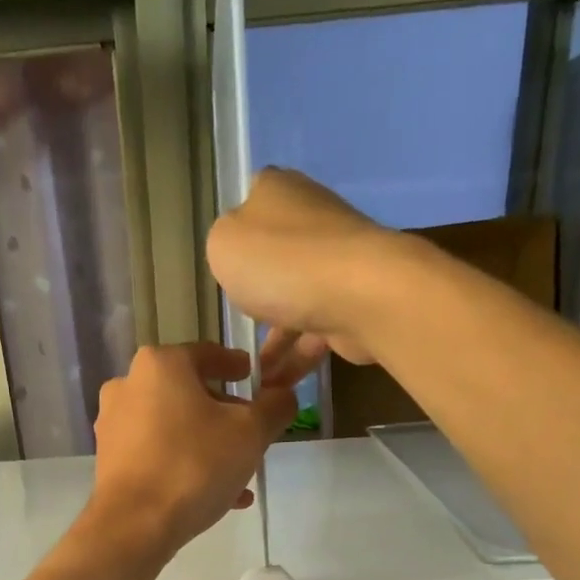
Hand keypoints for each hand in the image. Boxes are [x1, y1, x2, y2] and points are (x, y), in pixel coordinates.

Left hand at [88, 342, 296, 558]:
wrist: (134, 526)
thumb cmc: (194, 466)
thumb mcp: (251, 433)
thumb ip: (275, 407)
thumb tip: (283, 396)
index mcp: (160, 364)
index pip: (208, 354)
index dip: (237, 366)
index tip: (254, 378)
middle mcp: (128, 386)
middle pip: (189, 393)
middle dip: (224, 414)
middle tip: (251, 434)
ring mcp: (114, 426)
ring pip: (174, 429)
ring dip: (208, 445)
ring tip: (239, 473)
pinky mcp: (109, 462)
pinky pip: (158, 455)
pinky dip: (185, 466)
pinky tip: (216, 496)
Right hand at [205, 167, 397, 371]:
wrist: (357, 294)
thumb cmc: (279, 262)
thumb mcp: (224, 244)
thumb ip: (222, 246)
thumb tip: (241, 255)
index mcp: (278, 192)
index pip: (251, 205)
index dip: (236, 239)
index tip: (224, 274)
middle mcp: (310, 220)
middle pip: (274, 259)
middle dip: (256, 298)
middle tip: (235, 332)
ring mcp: (335, 264)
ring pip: (294, 304)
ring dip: (273, 345)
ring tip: (251, 379)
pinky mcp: (352, 303)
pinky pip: (314, 334)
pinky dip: (294, 360)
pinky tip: (274, 387)